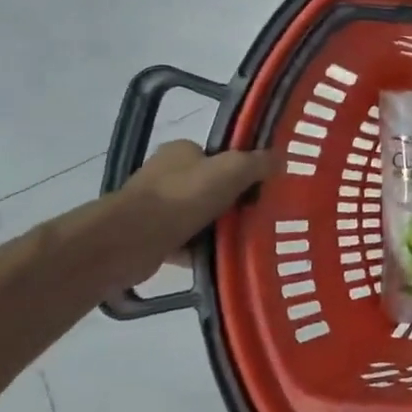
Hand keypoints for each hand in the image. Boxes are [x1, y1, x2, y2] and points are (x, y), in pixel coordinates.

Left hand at [106, 141, 274, 284]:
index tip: (260, 187)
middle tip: (258, 215)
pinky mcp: (149, 237)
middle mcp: (165, 174)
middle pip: (209, 187)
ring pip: (198, 216)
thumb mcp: (233, 169)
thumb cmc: (183, 196)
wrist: (131, 240)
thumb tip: (280, 159)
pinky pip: (185, 242)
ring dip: (217, 228)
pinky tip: (220, 260)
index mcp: (181, 151)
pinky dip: (200, 251)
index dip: (240, 169)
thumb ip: (258, 162)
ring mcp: (154, 207)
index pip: (217, 156)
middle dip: (231, 202)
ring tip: (244, 241)